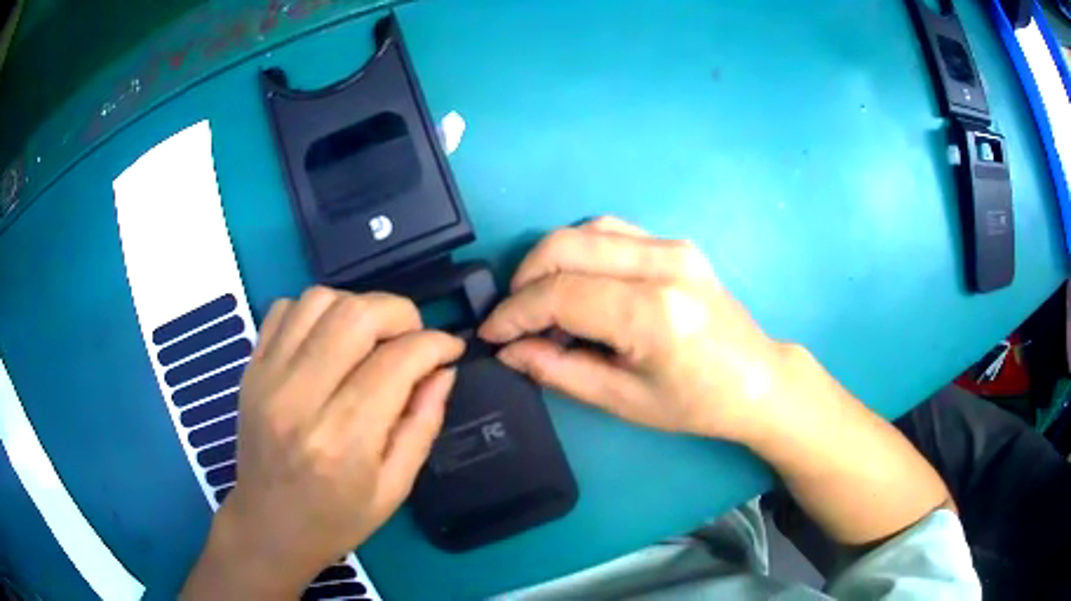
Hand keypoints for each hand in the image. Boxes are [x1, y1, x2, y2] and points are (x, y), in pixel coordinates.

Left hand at [182, 287, 463, 598]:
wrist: (269, 526)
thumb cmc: (337, 518)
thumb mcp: (395, 487)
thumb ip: (423, 423)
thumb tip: (442, 370)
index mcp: (343, 439)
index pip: (396, 362)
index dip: (434, 344)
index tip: (450, 348)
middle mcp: (300, 398)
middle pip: (355, 315)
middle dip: (400, 313)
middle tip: (413, 338)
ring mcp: (268, 377)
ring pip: (319, 300)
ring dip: (357, 307)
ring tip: (371, 338)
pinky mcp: (251, 368)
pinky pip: (285, 309)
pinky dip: (316, 311)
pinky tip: (329, 340)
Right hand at [479, 217, 791, 442]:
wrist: (756, 379)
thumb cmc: (696, 404)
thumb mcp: (623, 401)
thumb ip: (559, 370)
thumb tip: (509, 350)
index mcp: (653, 314)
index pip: (560, 294)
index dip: (515, 313)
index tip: (492, 333)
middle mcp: (663, 265)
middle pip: (565, 247)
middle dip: (523, 280)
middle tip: (513, 317)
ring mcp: (673, 247)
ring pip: (585, 231)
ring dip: (550, 261)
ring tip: (541, 302)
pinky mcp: (677, 244)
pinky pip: (611, 232)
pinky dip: (580, 253)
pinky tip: (578, 284)